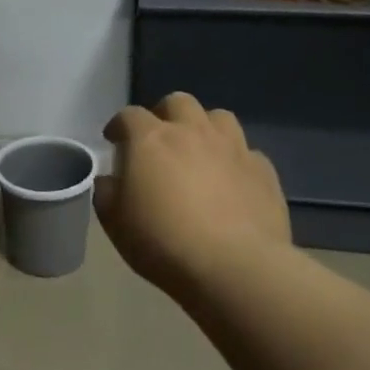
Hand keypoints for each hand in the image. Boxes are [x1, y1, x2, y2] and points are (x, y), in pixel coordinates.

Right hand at [94, 92, 290, 293]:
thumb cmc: (164, 243)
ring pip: (218, 117)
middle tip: (160, 140)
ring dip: (205, 128)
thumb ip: (107, 194)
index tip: (114, 141)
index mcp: (151, 140)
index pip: (129, 115)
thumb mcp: (116, 224)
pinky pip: (247, 152)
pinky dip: (235, 160)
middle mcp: (192, 132)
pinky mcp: (263, 170)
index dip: (119, 125)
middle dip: (165, 114)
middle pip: (178, 102)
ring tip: (199, 151)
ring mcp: (232, 147)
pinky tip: (232, 181)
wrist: (235, 267)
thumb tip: (109, 180)